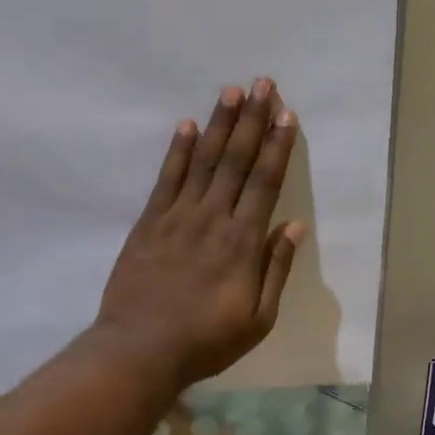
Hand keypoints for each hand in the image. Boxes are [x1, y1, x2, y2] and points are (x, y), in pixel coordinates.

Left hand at [97, 79, 303, 389]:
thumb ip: (276, 268)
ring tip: (231, 91)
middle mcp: (213, 218)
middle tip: (263, 84)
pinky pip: (166, 179)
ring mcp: (177, 217)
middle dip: (252, 120)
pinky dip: (177, 150)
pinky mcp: (149, 222)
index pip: (265, 182)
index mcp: (243, 242)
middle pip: (236, 160)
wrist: (139, 351)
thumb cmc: (206, 340)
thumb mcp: (258, 318)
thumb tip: (295, 225)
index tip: (287, 115)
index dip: (277, 146)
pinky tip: (186, 125)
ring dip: (219, 124)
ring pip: (203, 160)